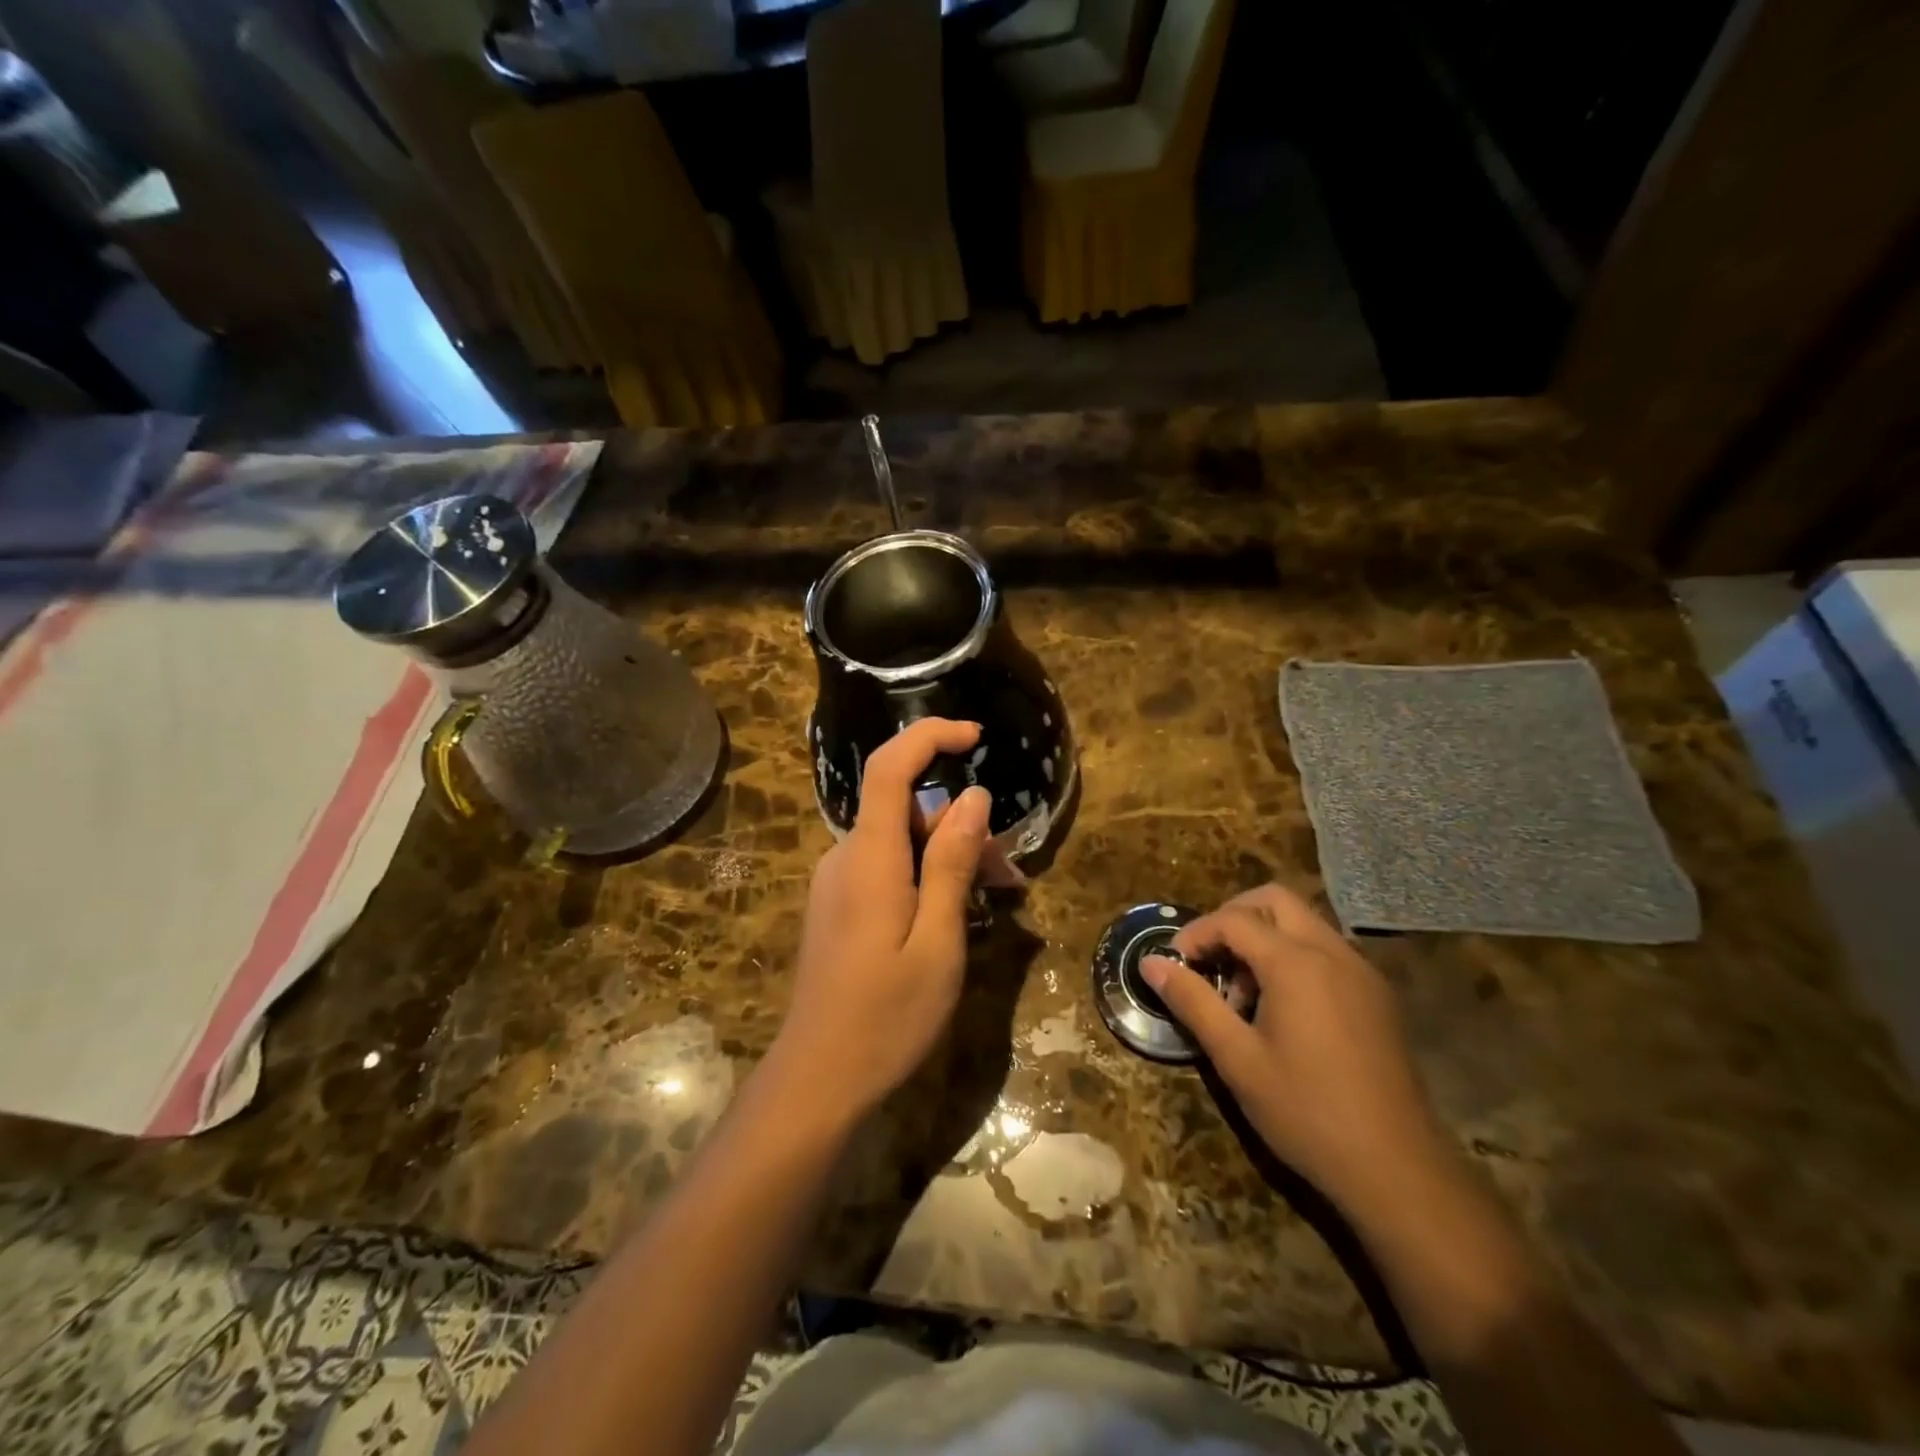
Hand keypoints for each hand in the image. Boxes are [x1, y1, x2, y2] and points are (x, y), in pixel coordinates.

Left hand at [775, 719, 994, 1117]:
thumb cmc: (886, 1017)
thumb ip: (952, 864)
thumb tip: (972, 798)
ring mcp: (837, 884)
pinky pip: (886, 871)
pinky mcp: (837, 908)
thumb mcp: (938, 941)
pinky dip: (925, 878)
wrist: (816, 1080)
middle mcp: (845, 858)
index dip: (929, 737)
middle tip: (1010, 877)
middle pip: (906, 813)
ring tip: (997, 901)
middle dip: (962, 828)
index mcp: (869, 858)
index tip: (974, 736)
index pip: (889, 768)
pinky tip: (954, 916)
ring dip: (949, 859)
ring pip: (901, 845)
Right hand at [1141, 884, 1450, 1213]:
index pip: (1234, 919)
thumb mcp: (1236, 1059)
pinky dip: (1294, 956)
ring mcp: (1361, 972)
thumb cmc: (1306, 1111)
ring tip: (1242, 993)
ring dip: (1264, 938)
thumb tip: (1151, 963)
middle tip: (1208, 959)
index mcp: (1296, 962)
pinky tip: (1283, 1009)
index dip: (1196, 934)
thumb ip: (1193, 1001)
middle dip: (1232, 918)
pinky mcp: (1377, 996)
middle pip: (1274, 901)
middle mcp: (1332, 952)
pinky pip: (1326, 950)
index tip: (1174, 964)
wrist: (1398, 1170)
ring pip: (1303, 923)